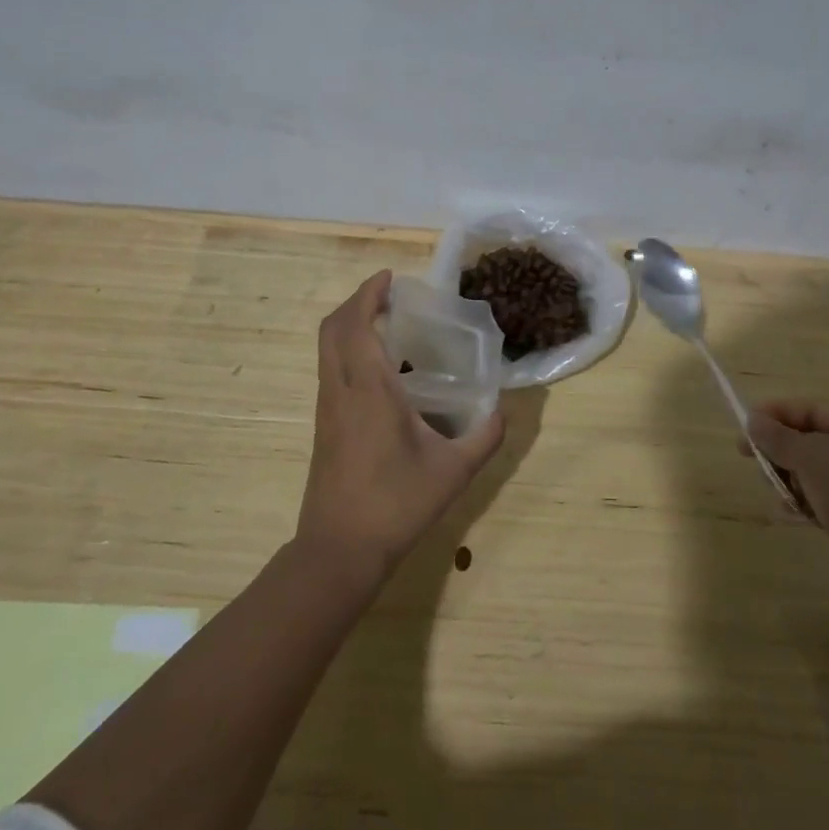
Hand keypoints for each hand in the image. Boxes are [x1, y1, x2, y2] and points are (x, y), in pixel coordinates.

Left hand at [296, 271, 506, 583]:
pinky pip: (331, 371)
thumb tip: (504, 410)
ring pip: (327, 350)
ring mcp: (327, 409)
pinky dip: (349, 351)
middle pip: (332, 329)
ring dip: (350, 326)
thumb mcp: (454, 471)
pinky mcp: (324, 428)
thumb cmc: (396, 504)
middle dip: (356, 302)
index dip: (369, 294)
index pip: (357, 324)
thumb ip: (485, 436)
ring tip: (388, 325)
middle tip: (388, 295)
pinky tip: (382, 371)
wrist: (339, 551)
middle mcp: (341, 390)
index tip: (391, 278)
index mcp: (368, 389)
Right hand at [744, 400, 828, 604]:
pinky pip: (823, 501)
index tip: (746, 424)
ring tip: (772, 489)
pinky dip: (803, 503)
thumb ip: (778, 437)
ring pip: (815, 474)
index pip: (814, 410)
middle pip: (812, 441)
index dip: (778, 413)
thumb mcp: (811, 456)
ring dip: (789, 479)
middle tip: (749, 458)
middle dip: (780, 449)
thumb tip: (753, 420)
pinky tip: (786, 513)